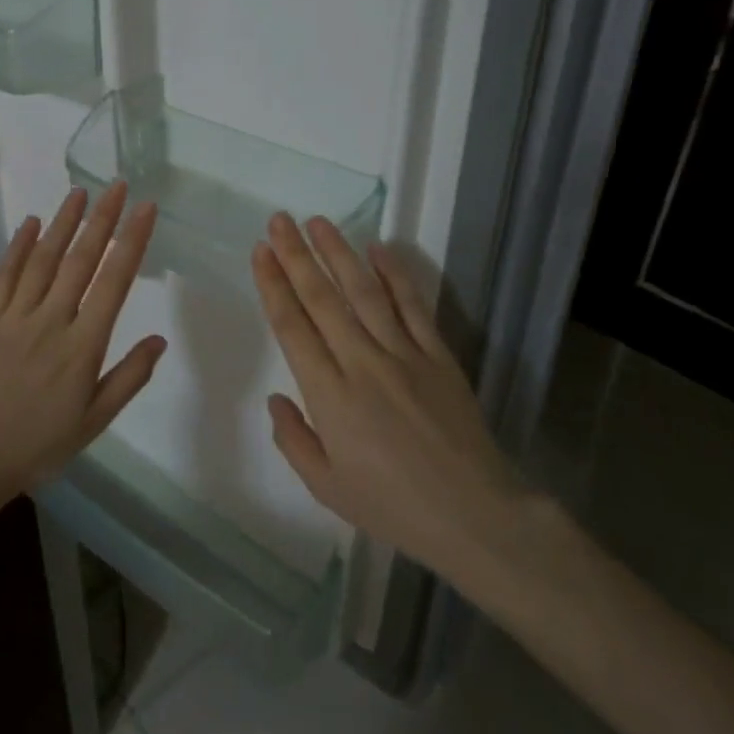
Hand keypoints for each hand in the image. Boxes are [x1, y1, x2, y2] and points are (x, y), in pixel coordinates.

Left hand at [0, 182, 165, 495]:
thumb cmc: (40, 442)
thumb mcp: (95, 420)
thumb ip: (129, 377)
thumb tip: (160, 339)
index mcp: (82, 346)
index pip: (113, 282)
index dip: (131, 242)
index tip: (145, 210)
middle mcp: (51, 321)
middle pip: (80, 260)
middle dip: (102, 219)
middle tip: (117, 185)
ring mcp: (14, 317)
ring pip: (43, 260)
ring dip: (63, 222)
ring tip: (80, 192)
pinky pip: (4, 276)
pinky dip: (18, 247)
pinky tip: (30, 223)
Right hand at [251, 212, 527, 577]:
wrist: (473, 513)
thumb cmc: (392, 505)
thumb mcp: (326, 487)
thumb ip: (293, 439)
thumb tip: (277, 397)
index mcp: (329, 395)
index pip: (292, 326)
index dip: (273, 285)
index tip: (260, 252)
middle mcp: (362, 363)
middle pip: (323, 298)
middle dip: (296, 255)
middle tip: (278, 220)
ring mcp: (404, 354)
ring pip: (365, 291)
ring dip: (339, 252)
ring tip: (318, 222)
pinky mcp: (438, 355)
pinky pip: (413, 306)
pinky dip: (395, 274)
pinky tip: (378, 248)